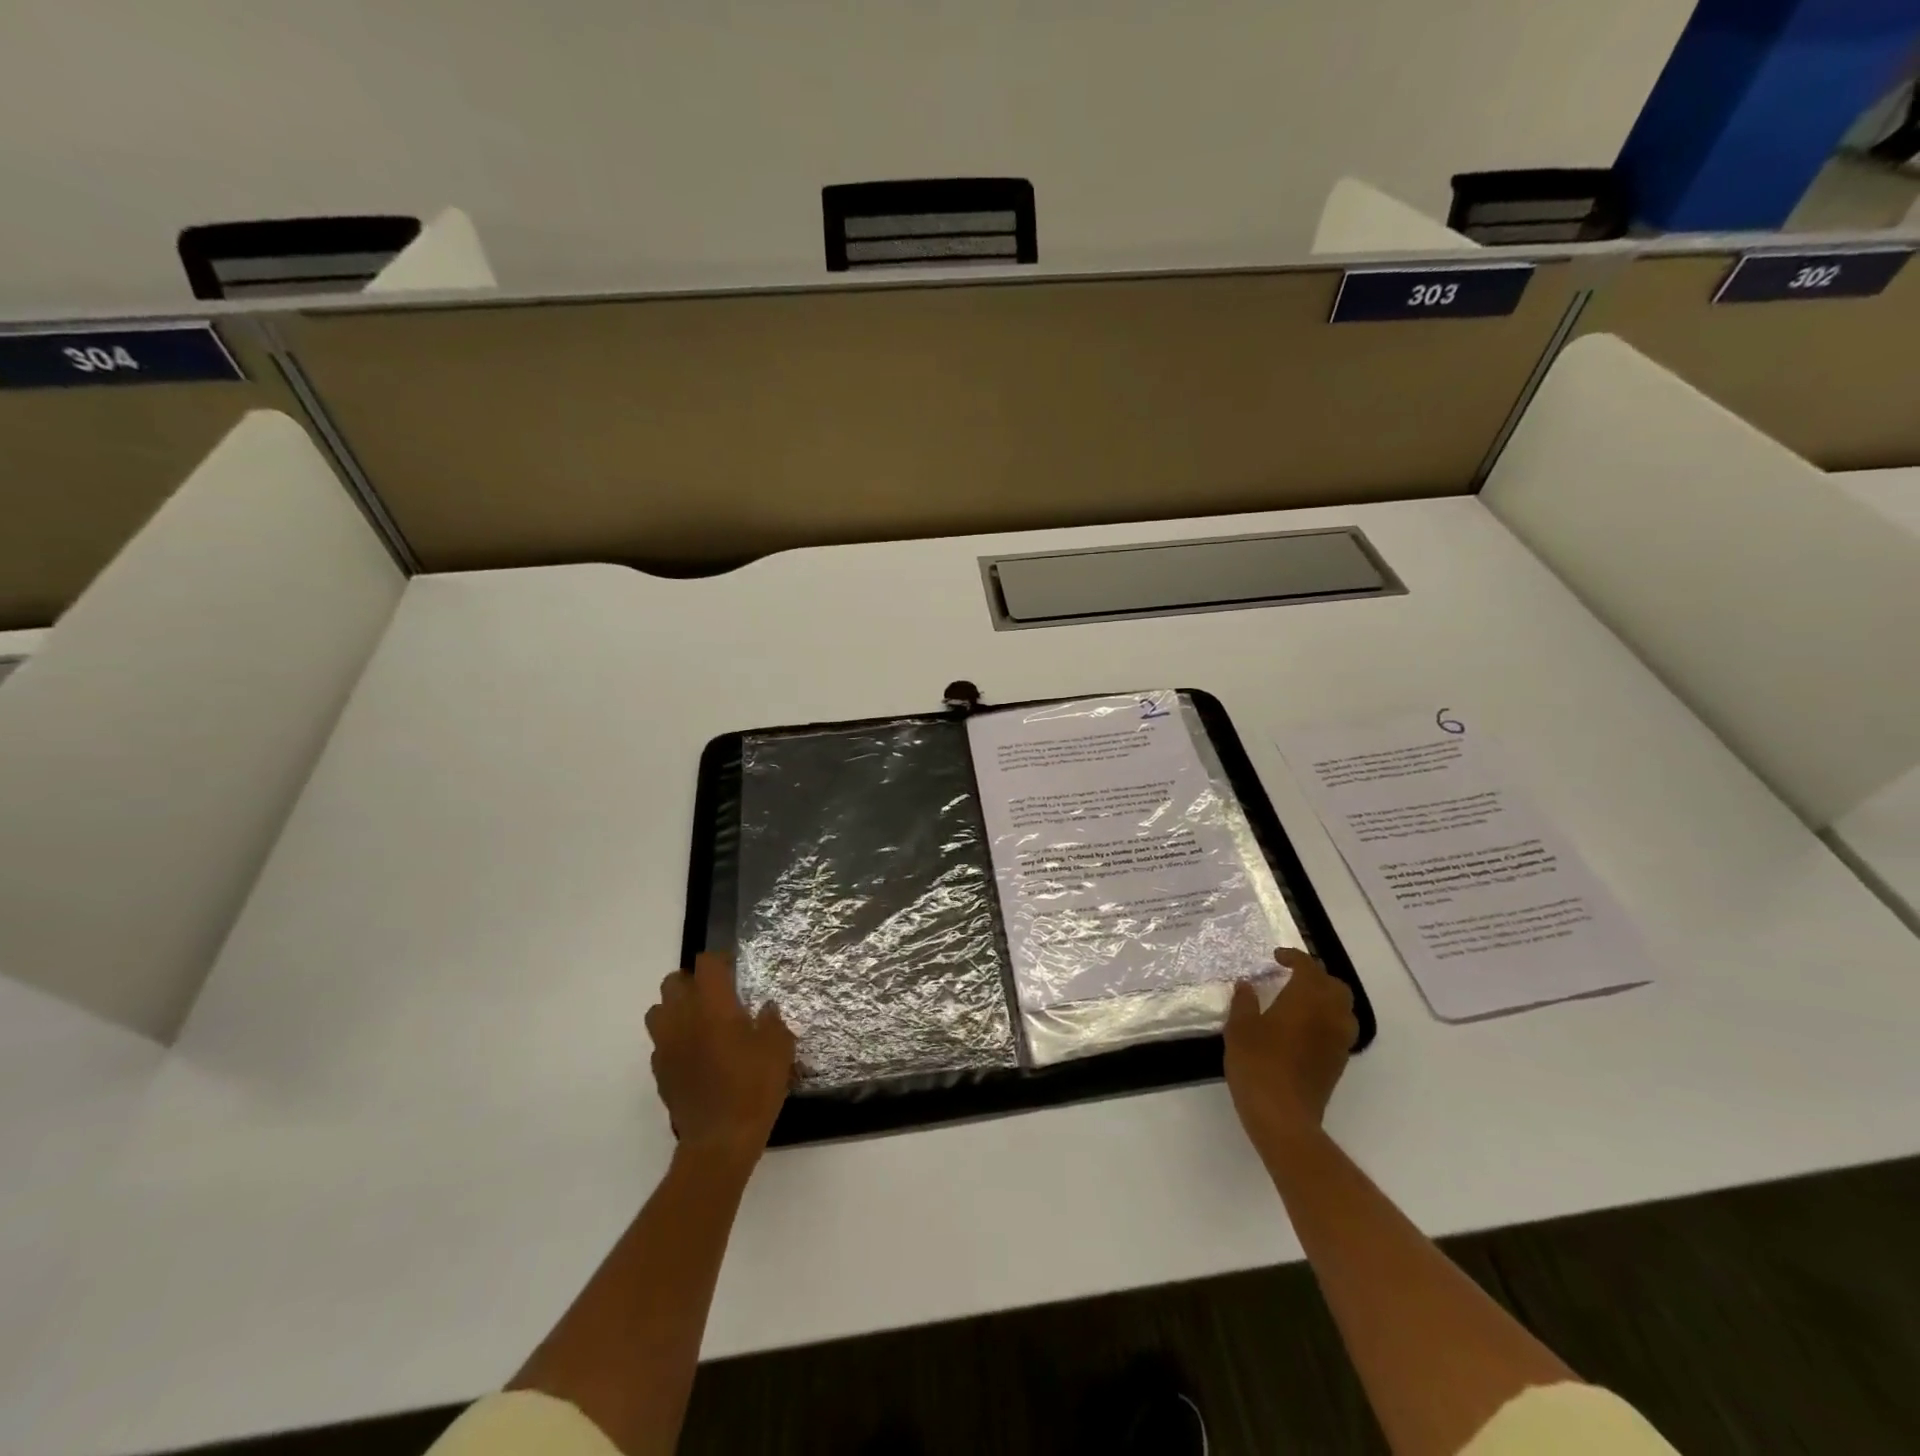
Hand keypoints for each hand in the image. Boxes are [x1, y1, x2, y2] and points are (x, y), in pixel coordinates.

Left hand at [645, 951, 795, 1162]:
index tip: (734, 969)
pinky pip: (660, 1043)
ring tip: (700, 1022)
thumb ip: (772, 1021)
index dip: (720, 961)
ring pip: (658, 1010)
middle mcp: (683, 1018)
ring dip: (676, 1009)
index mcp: (713, 1005)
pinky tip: (695, 1055)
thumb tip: (765, 1010)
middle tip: (716, 995)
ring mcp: (666, 1045)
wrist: (720, 1140)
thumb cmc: (754, 1087)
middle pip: (673, 982)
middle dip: (692, 982)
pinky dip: (674, 1041)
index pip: (706, 963)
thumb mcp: (779, 1048)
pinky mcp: (659, 1072)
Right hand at [1224, 948, 1356, 1144]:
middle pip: (1335, 986)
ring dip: (1326, 999)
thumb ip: (1244, 1002)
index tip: (1277, 958)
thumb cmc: (1258, 1063)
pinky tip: (1304, 1029)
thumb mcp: (1240, 1028)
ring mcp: (1339, 1041)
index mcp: (1307, 999)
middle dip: (1316, 976)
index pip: (1308, 967)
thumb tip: (1247, 986)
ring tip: (1301, 1002)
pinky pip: (1340, 1030)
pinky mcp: (1338, 1063)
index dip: (1294, 958)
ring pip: (1343, 1009)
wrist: (1283, 1116)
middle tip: (1292, 977)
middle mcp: (1330, 1015)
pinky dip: (1327, 1020)